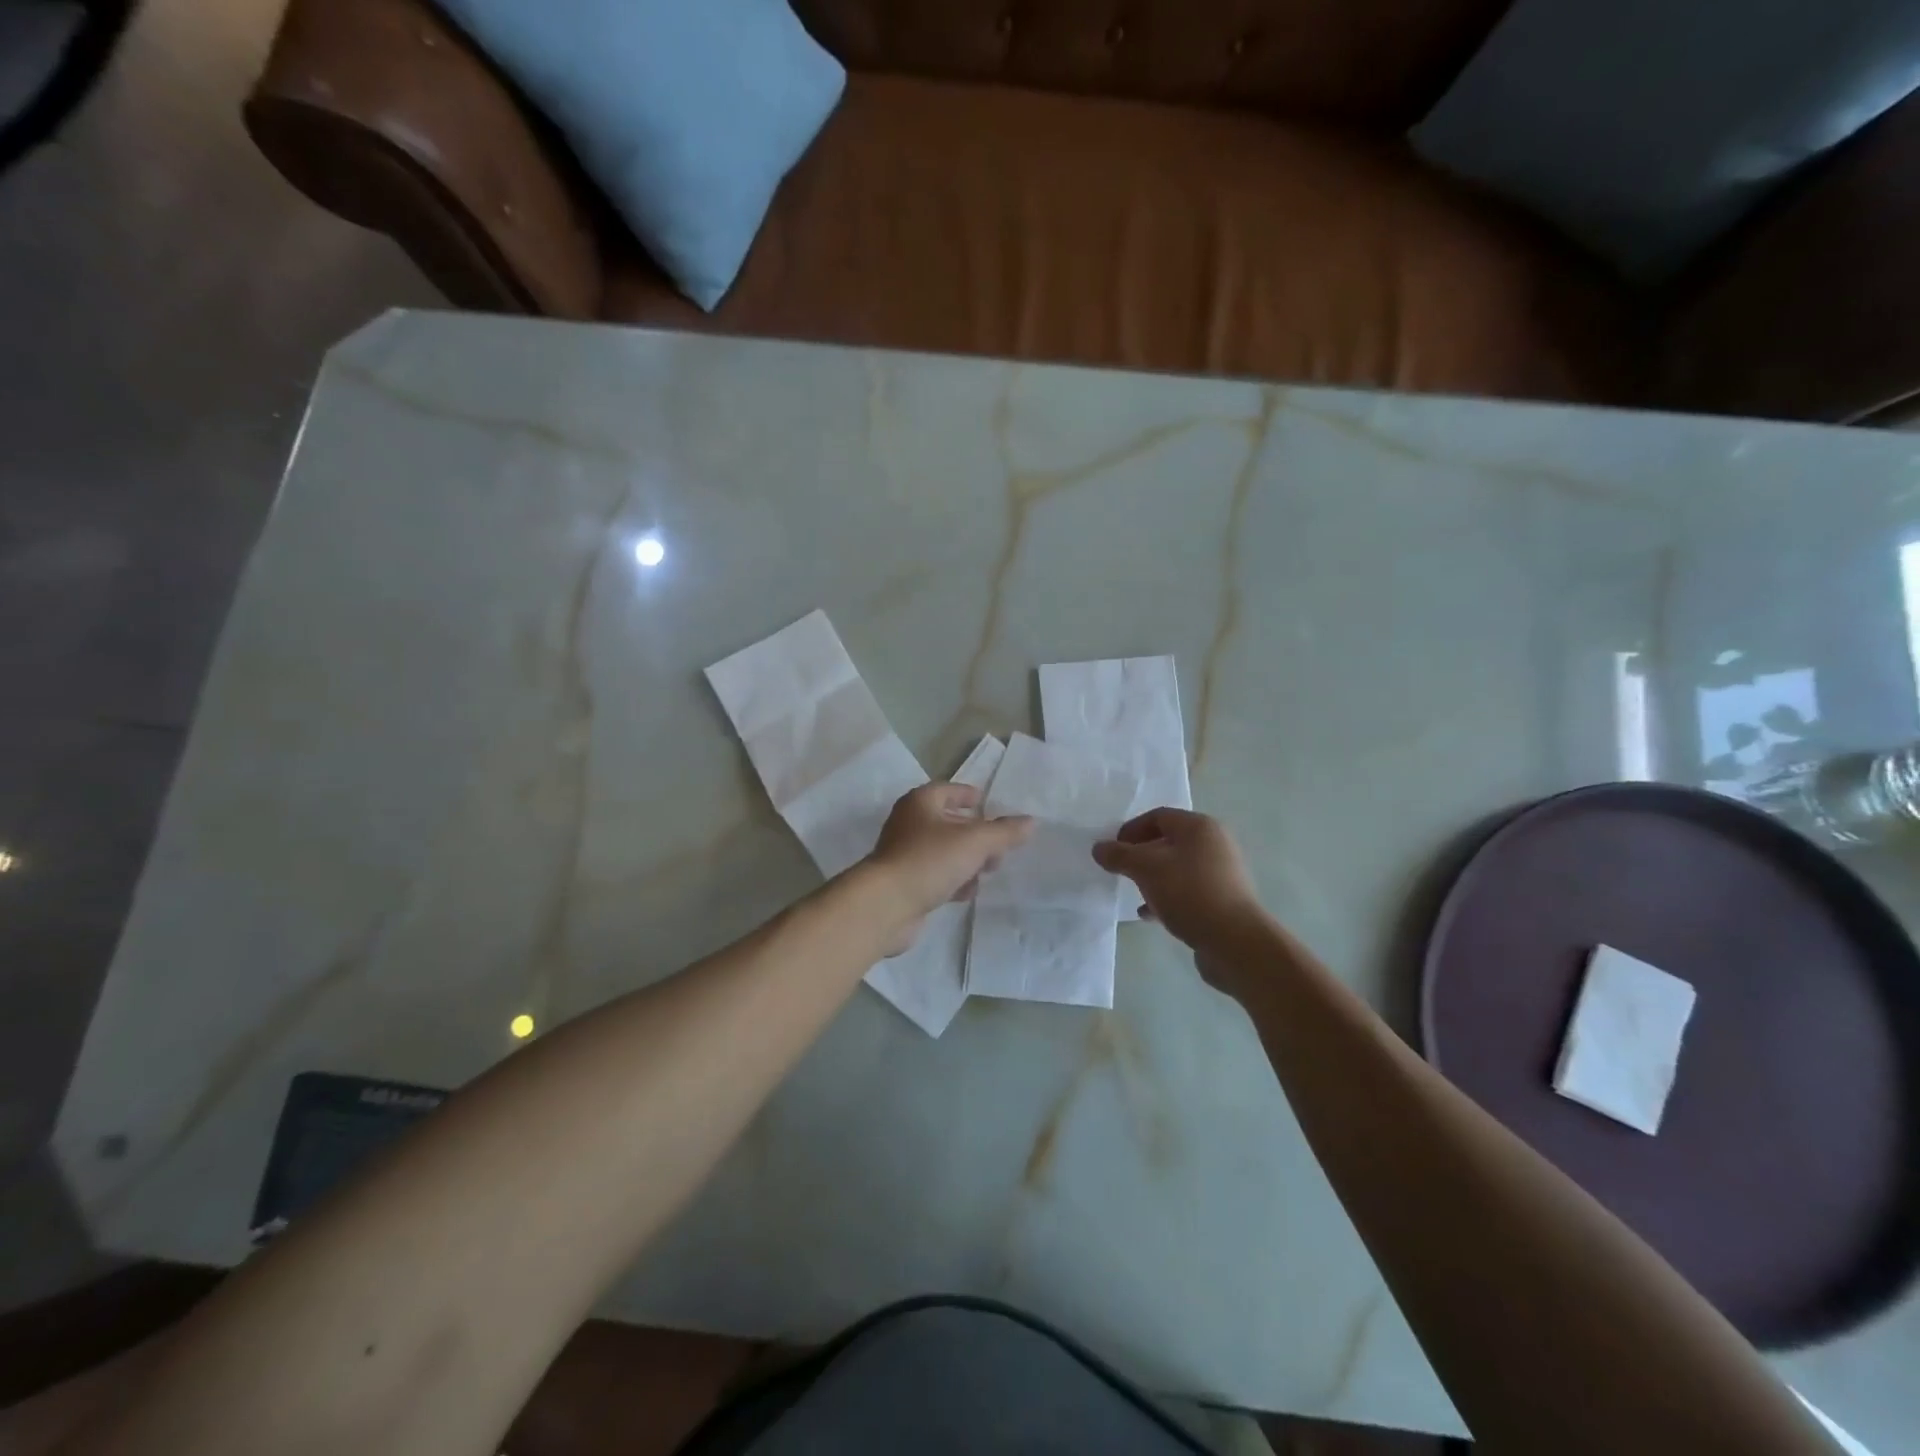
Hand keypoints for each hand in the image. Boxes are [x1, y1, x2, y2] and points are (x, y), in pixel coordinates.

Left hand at [865, 783, 1033, 953]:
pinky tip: (965, 893)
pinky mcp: (904, 882)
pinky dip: (952, 881)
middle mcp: (909, 823)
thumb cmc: (929, 860)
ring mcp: (904, 854)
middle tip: (999, 848)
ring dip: (967, 861)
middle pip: (949, 822)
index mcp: (921, 802)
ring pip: (944, 851)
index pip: (949, 790)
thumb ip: (1004, 832)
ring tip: (987, 872)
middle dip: (976, 835)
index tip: (988, 804)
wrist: (886, 905)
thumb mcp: (975, 842)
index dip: (969, 795)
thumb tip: (1031, 822)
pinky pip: (935, 875)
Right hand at [1092, 808, 1265, 953]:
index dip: (1131, 829)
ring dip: (1153, 877)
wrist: (1235, 942)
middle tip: (1120, 870)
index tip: (1112, 850)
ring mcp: (1222, 873)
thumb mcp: (1146, 869)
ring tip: (1133, 892)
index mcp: (1199, 827)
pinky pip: (1188, 890)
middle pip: (1169, 840)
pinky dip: (1166, 897)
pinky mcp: (1223, 900)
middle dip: (1141, 854)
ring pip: (1177, 867)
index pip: (1158, 816)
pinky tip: (1149, 914)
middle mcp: (1214, 844)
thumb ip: (1119, 855)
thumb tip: (1099, 848)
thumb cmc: (1189, 893)